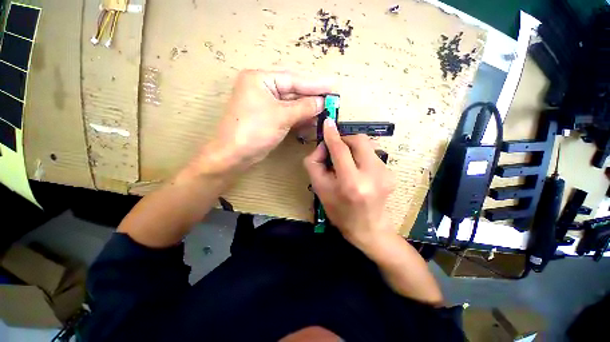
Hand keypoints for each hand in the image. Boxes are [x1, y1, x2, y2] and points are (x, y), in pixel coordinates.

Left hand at [200, 70, 331, 173]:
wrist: (234, 155)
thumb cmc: (254, 131)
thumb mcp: (281, 116)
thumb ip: (304, 107)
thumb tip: (322, 102)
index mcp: (260, 79)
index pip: (293, 79)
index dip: (315, 84)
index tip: (333, 85)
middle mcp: (262, 88)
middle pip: (293, 91)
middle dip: (312, 98)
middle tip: (332, 100)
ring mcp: (265, 105)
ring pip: (291, 105)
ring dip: (307, 110)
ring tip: (326, 112)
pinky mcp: (268, 118)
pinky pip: (288, 115)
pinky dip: (300, 119)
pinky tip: (313, 121)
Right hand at [304, 119, 395, 246]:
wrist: (368, 229)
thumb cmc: (339, 212)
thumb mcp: (319, 189)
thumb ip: (315, 164)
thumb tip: (323, 145)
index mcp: (351, 183)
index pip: (341, 150)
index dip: (332, 135)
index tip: (327, 122)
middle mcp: (373, 175)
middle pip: (359, 140)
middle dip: (345, 139)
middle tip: (335, 149)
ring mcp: (386, 174)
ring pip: (366, 146)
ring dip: (352, 149)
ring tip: (345, 163)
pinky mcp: (391, 173)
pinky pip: (371, 155)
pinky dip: (360, 156)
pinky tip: (356, 170)